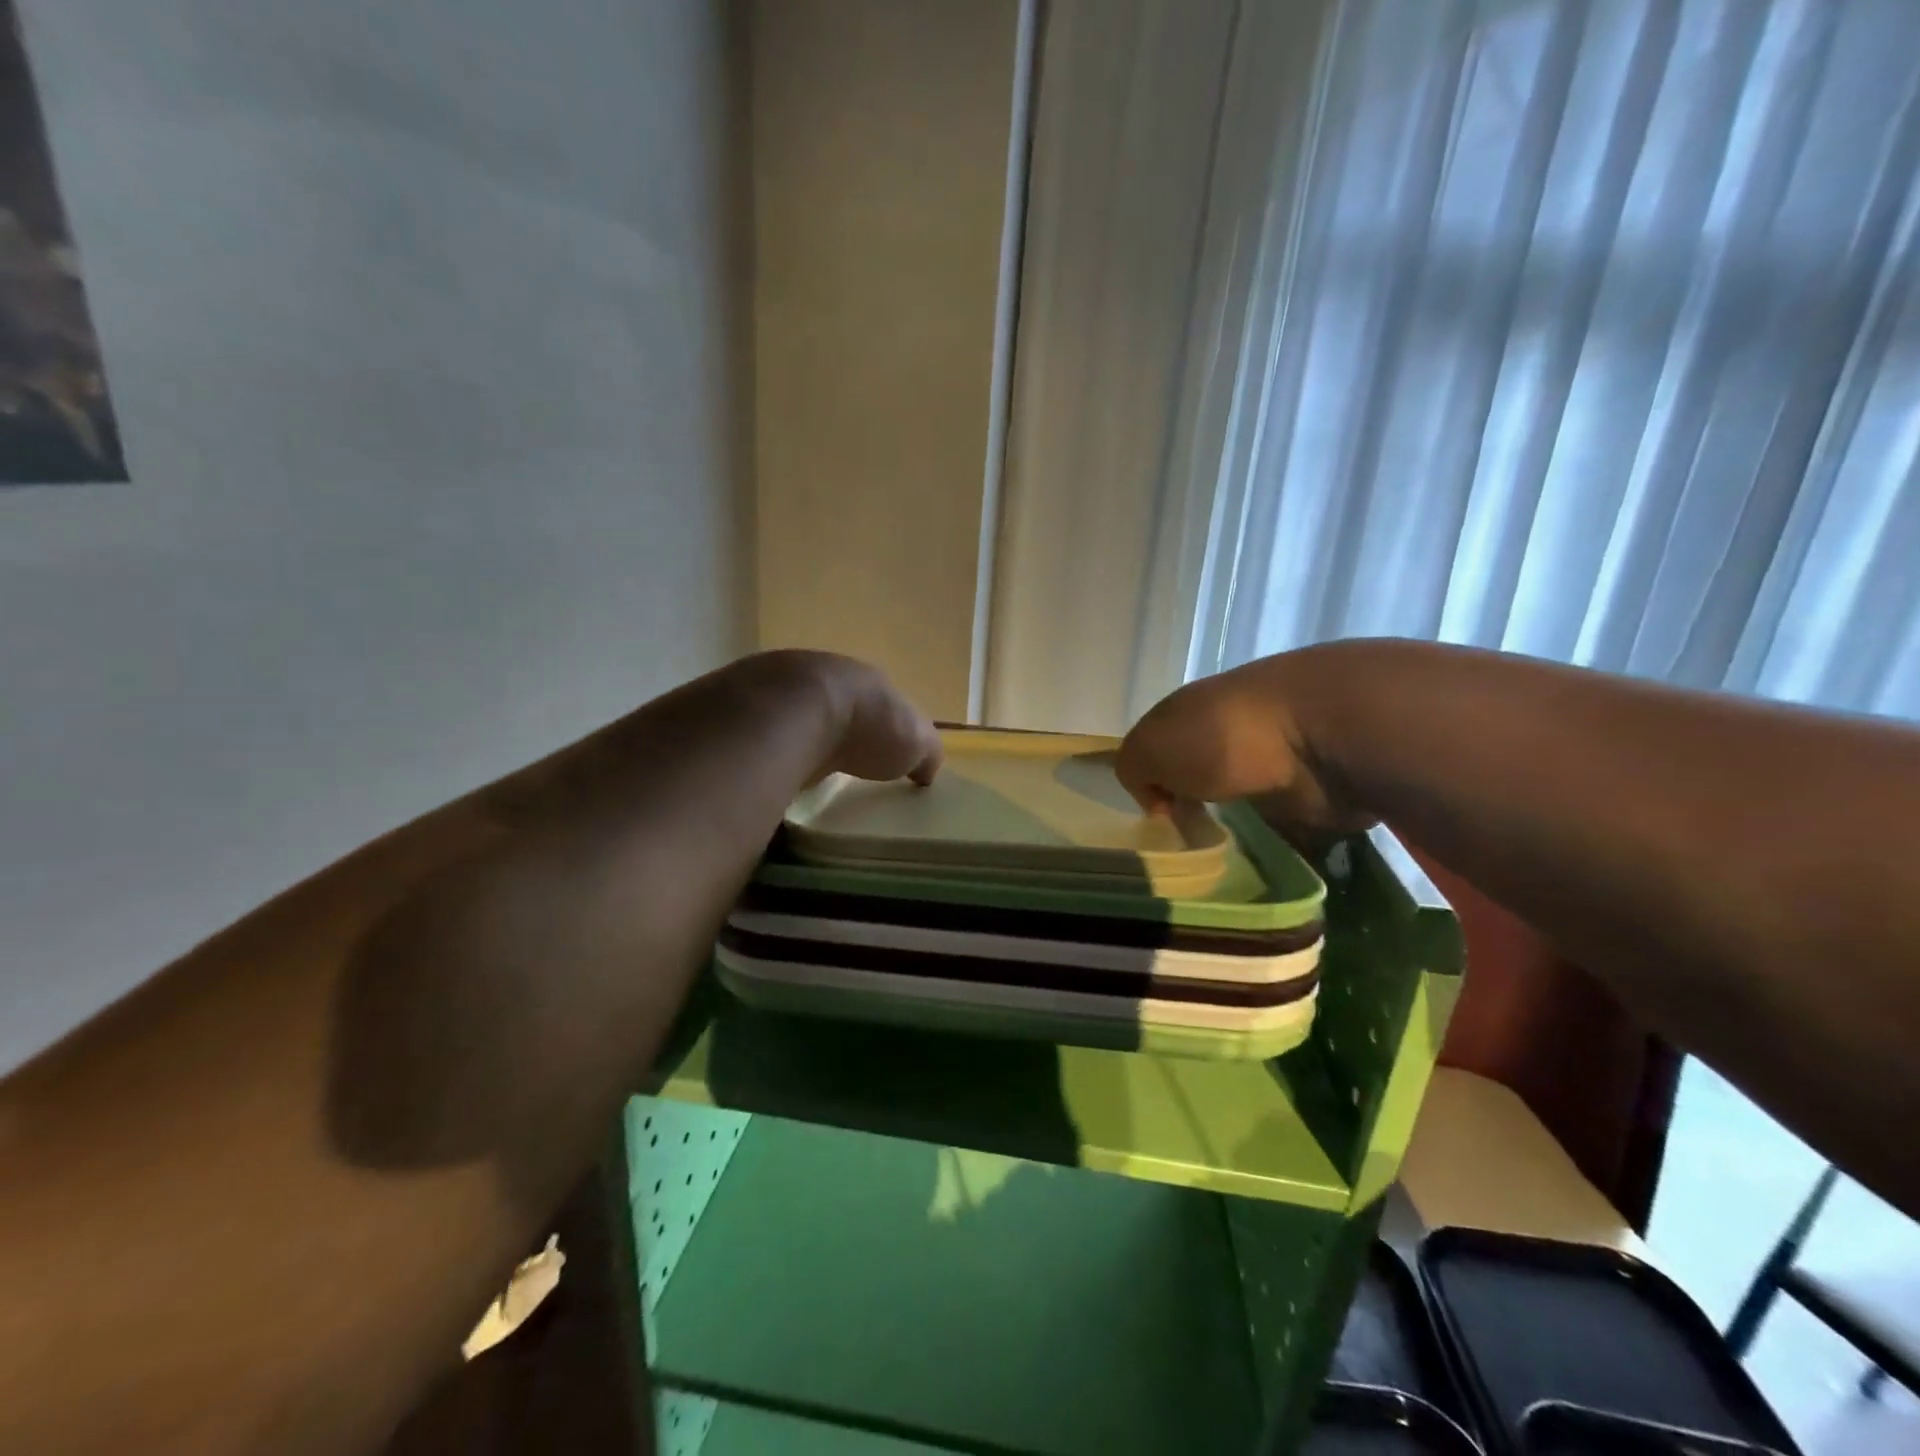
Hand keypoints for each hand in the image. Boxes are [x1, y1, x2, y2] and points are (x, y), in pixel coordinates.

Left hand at [762, 650, 942, 786]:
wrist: (789, 713)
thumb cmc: (862, 726)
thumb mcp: (914, 742)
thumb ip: (925, 752)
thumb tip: (927, 769)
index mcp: (859, 680)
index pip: (871, 700)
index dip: (874, 725)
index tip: (874, 753)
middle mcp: (813, 675)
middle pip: (824, 705)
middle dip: (828, 730)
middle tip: (831, 768)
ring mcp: (768, 688)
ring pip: (783, 716)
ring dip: (789, 739)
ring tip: (793, 775)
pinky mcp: (731, 710)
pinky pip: (750, 734)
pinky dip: (757, 751)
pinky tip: (760, 774)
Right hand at [1115, 648, 1374, 842]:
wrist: (1321, 737)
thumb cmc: (1222, 737)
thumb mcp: (1150, 747)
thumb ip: (1135, 770)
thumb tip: (1160, 802)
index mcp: (1190, 715)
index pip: (1161, 750)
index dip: (1151, 786)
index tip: (1158, 820)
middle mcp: (1229, 736)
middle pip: (1200, 780)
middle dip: (1192, 813)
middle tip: (1187, 849)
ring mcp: (1274, 765)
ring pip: (1240, 808)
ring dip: (1232, 834)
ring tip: (1222, 865)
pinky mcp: (1310, 796)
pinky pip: (1281, 829)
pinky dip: (1272, 847)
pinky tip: (1260, 863)